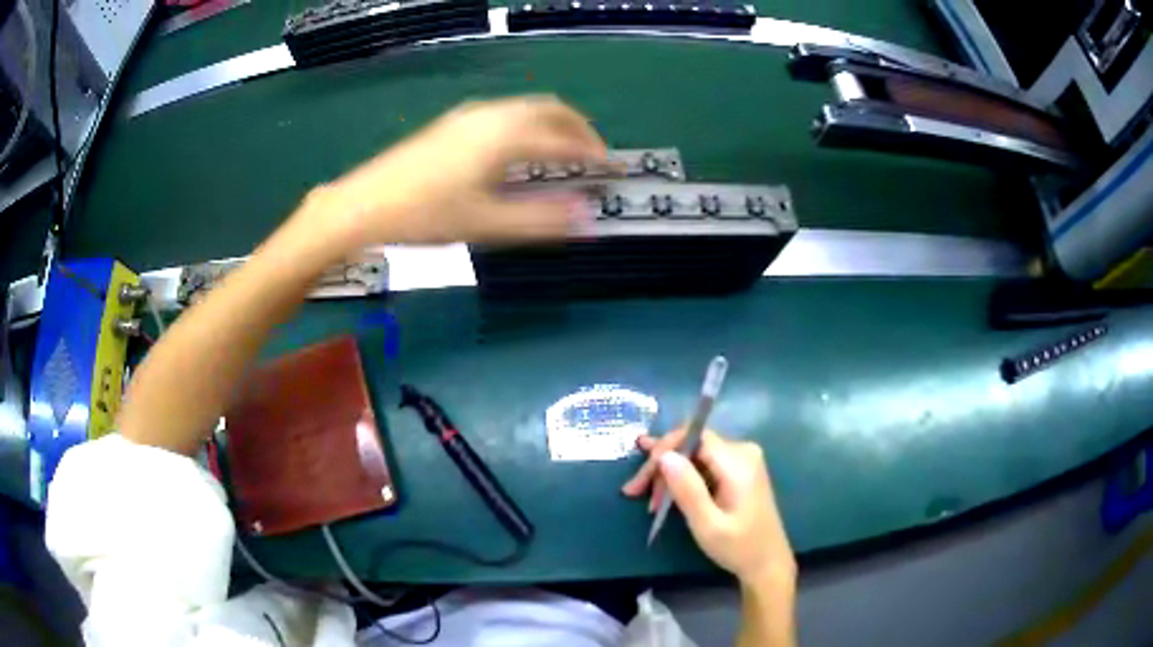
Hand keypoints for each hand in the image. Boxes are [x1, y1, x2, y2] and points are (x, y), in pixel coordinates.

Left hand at [313, 95, 607, 246]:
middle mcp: (493, 116)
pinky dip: (528, 124)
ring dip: (552, 123)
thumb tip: (588, 220)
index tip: (611, 168)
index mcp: (506, 136)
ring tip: (561, 149)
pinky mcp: (452, 124)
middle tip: (592, 153)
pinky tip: (518, 148)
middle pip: (549, 109)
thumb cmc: (426, 215)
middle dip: (577, 128)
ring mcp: (469, 116)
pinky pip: (505, 113)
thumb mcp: (486, 225)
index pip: (563, 140)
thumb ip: (540, 221)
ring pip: (525, 108)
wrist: (364, 204)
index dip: (591, 153)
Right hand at [623, 430, 795, 586]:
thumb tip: (664, 456)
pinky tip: (663, 492)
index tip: (642, 479)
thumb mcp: (707, 524)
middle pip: (691, 445)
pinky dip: (683, 478)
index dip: (663, 450)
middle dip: (661, 466)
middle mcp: (742, 451)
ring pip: (693, 455)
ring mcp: (742, 459)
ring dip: (669, 475)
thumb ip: (687, 489)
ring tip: (649, 501)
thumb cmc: (738, 547)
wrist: (767, 562)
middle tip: (634, 492)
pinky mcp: (738, 470)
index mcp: (738, 461)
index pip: (693, 436)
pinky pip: (703, 464)